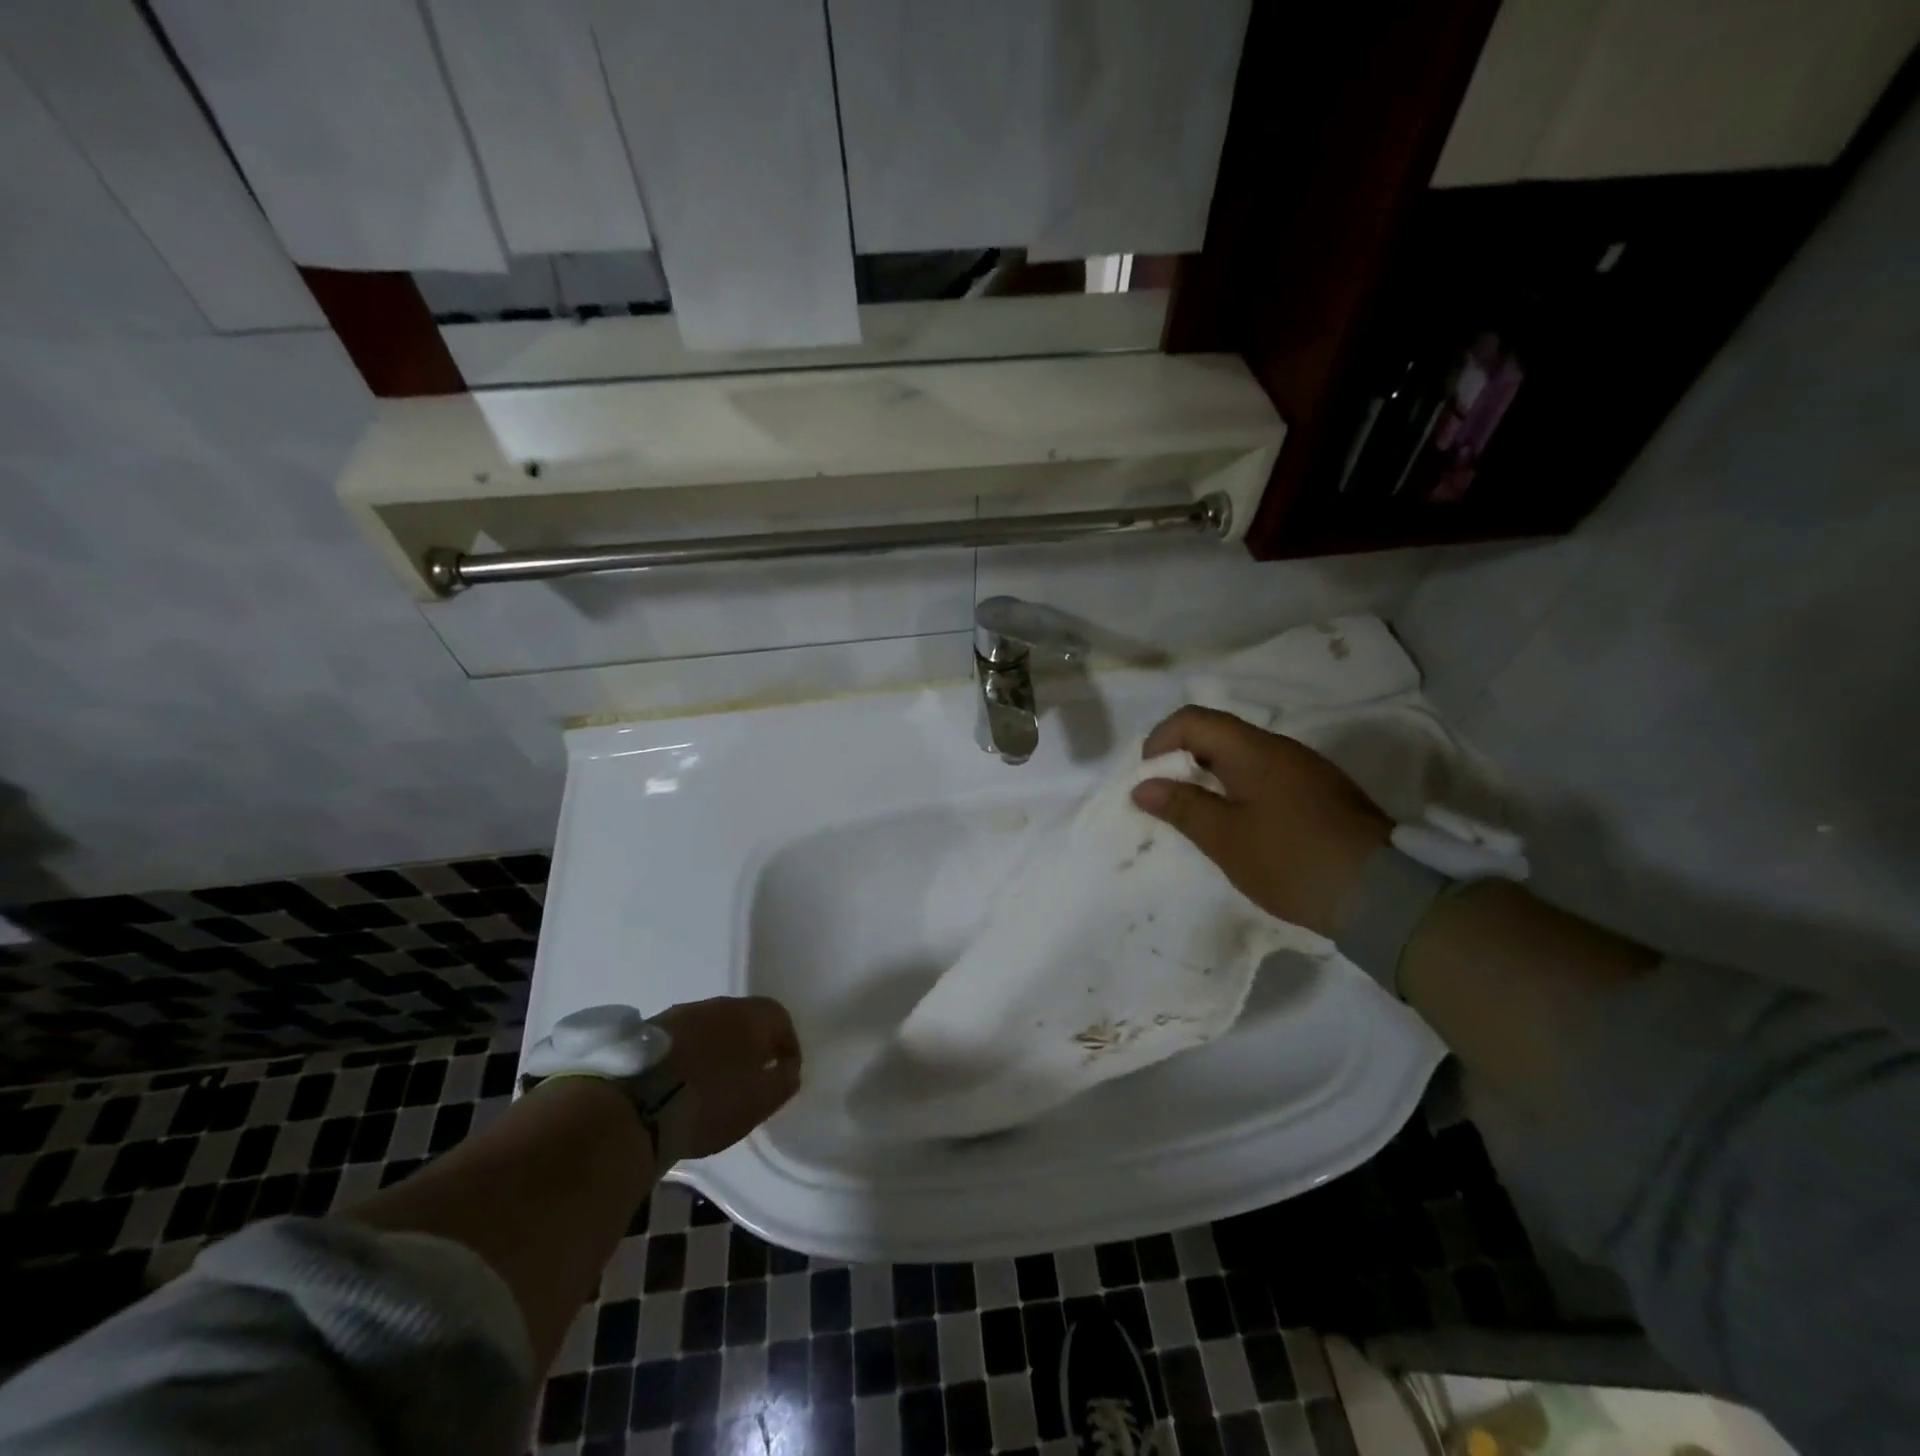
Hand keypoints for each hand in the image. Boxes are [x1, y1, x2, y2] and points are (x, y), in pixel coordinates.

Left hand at [654, 997, 802, 1158]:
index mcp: (750, 1015)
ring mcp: (679, 1015)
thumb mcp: (759, 1101)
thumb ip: (783, 1082)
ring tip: (712, 1086)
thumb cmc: (711, 1100)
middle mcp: (717, 1005)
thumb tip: (789, 1070)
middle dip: (750, 1047)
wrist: (634, 1105)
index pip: (780, 1018)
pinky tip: (681, 1086)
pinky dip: (688, 1059)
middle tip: (749, 1079)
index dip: (787, 1045)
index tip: (785, 1073)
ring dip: (716, 1051)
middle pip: (743, 1020)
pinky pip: (681, 1041)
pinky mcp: (648, 1032)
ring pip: (710, 1029)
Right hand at [1130, 706, 1390, 937]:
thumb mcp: (1225, 838)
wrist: (1381, 893)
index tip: (1149, 778)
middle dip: (1183, 759)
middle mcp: (1281, 748)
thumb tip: (1143, 786)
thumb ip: (1182, 806)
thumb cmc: (1290, 860)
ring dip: (1211, 776)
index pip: (1194, 719)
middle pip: (1219, 734)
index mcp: (1254, 750)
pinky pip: (1267, 775)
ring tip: (1199, 815)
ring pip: (1243, 756)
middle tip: (1167, 799)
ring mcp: (1306, 769)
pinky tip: (1240, 825)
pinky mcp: (1322, 792)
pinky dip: (1239, 789)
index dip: (1161, 740)